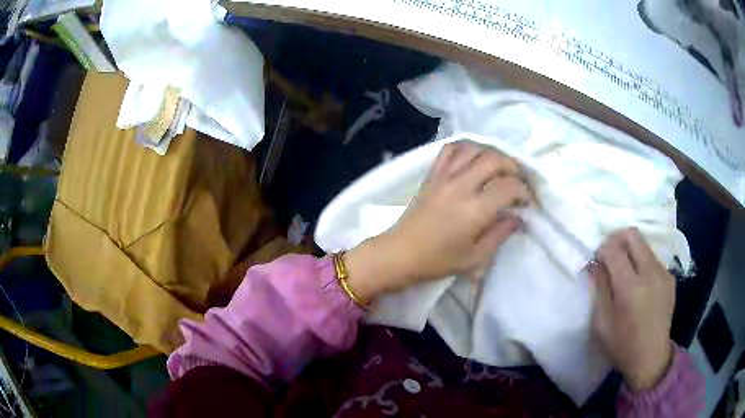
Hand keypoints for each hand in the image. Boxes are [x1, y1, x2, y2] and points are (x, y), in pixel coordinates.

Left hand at [344, 140, 528, 302]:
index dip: (524, 191)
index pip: (509, 187)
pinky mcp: (432, 174)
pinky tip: (474, 158)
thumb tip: (517, 217)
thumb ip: (500, 234)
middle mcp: (461, 185)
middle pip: (495, 160)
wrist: (401, 253)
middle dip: (514, 167)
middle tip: (519, 181)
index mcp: (475, 209)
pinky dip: (466, 148)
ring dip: (492, 154)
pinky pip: (450, 149)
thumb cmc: (438, 261)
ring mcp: (444, 176)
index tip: (527, 201)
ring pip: (474, 149)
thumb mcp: (475, 257)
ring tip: (500, 168)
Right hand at [590, 228, 674, 391]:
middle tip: (610, 255)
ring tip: (625, 271)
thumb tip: (595, 264)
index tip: (597, 260)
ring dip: (631, 250)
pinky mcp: (670, 278)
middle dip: (617, 239)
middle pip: (633, 235)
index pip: (614, 249)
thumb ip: (599, 288)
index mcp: (630, 287)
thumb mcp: (601, 323)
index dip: (602, 249)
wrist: (651, 358)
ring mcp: (663, 274)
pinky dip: (642, 262)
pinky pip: (653, 259)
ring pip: (644, 244)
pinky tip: (640, 283)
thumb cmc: (621, 345)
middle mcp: (650, 273)